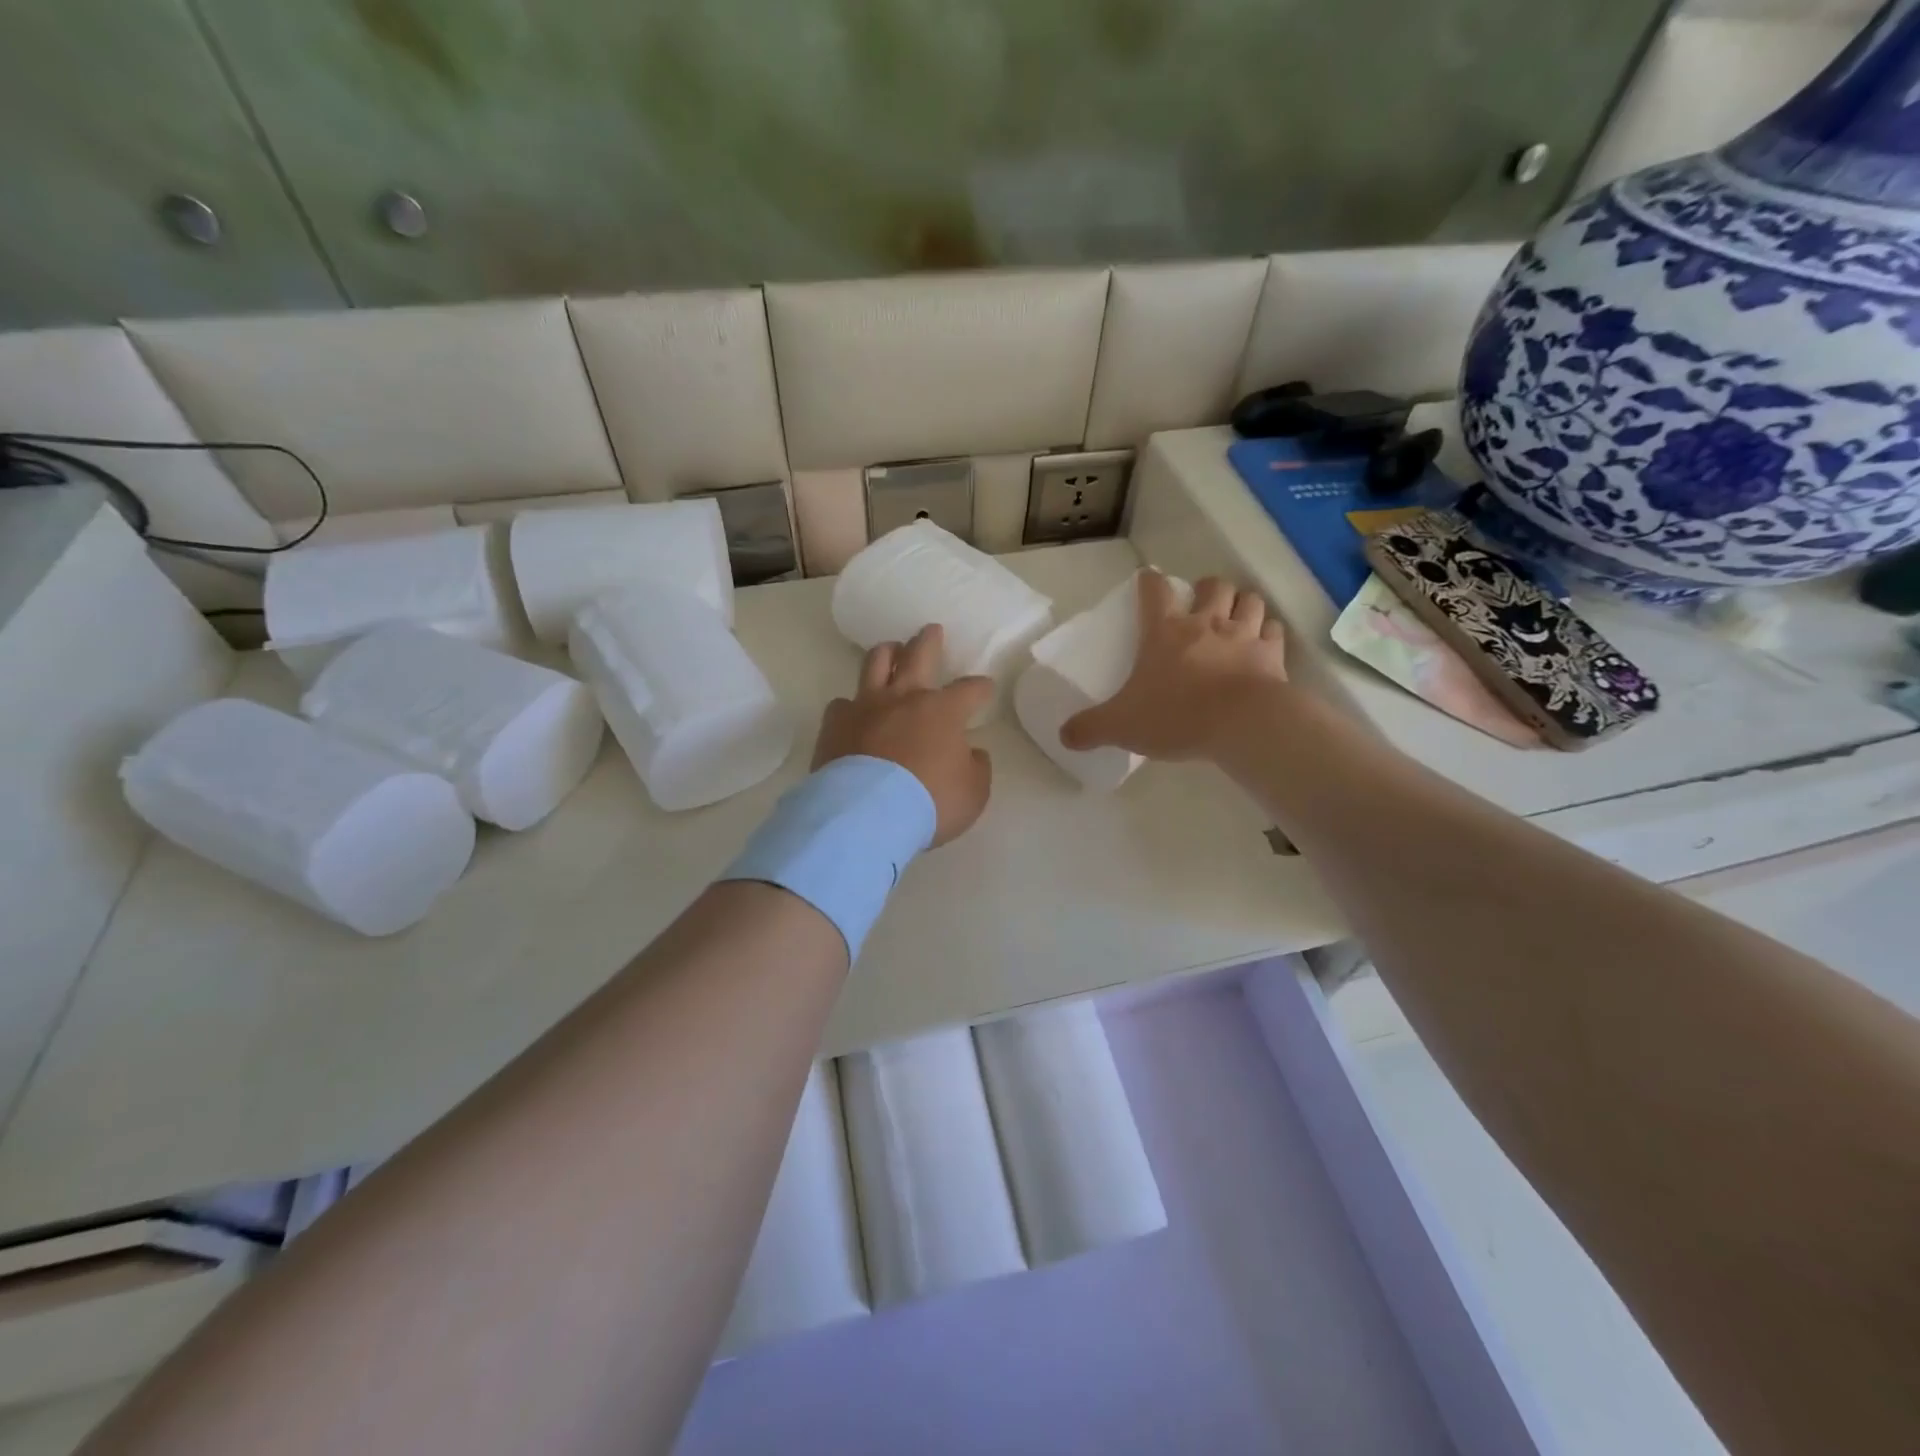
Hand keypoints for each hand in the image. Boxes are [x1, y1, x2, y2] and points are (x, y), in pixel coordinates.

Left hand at [814, 624, 993, 846]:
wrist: (867, 814)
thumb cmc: (929, 802)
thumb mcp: (973, 792)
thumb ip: (976, 767)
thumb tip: (972, 753)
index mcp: (943, 711)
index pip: (970, 689)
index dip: (980, 687)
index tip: (985, 688)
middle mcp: (904, 698)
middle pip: (919, 654)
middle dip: (929, 640)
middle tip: (931, 630)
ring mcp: (866, 706)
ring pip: (876, 663)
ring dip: (887, 653)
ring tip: (890, 650)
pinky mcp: (835, 724)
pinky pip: (842, 704)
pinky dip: (851, 706)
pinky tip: (852, 712)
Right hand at [1060, 572, 1287, 761]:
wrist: (1241, 725)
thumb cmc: (1176, 716)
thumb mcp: (1122, 725)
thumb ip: (1091, 728)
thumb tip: (1064, 735)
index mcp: (1164, 632)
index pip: (1154, 591)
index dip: (1150, 582)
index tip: (1148, 580)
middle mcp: (1206, 623)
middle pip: (1213, 586)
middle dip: (1208, 589)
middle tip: (1202, 604)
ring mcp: (1243, 635)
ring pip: (1249, 600)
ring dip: (1242, 604)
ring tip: (1235, 618)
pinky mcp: (1272, 655)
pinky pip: (1274, 631)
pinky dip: (1268, 633)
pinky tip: (1262, 644)